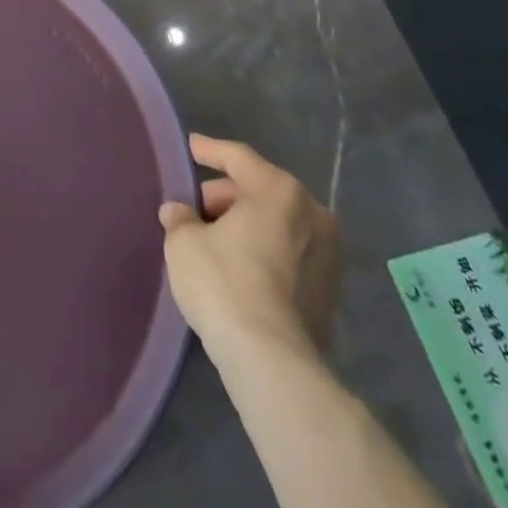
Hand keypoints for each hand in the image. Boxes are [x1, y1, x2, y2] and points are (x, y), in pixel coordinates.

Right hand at [157, 133, 338, 366]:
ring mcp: (328, 254)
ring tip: (214, 238)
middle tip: (197, 207)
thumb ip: (180, 219)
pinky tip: (238, 265)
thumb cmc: (224, 283)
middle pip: (261, 189)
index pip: (238, 157)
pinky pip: (290, 252)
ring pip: (278, 222)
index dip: (210, 150)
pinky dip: (264, 249)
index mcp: (278, 190)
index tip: (191, 146)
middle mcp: (312, 213)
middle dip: (227, 195)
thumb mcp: (184, 243)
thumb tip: (178, 212)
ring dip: (247, 224)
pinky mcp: (330, 291)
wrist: (272, 360)